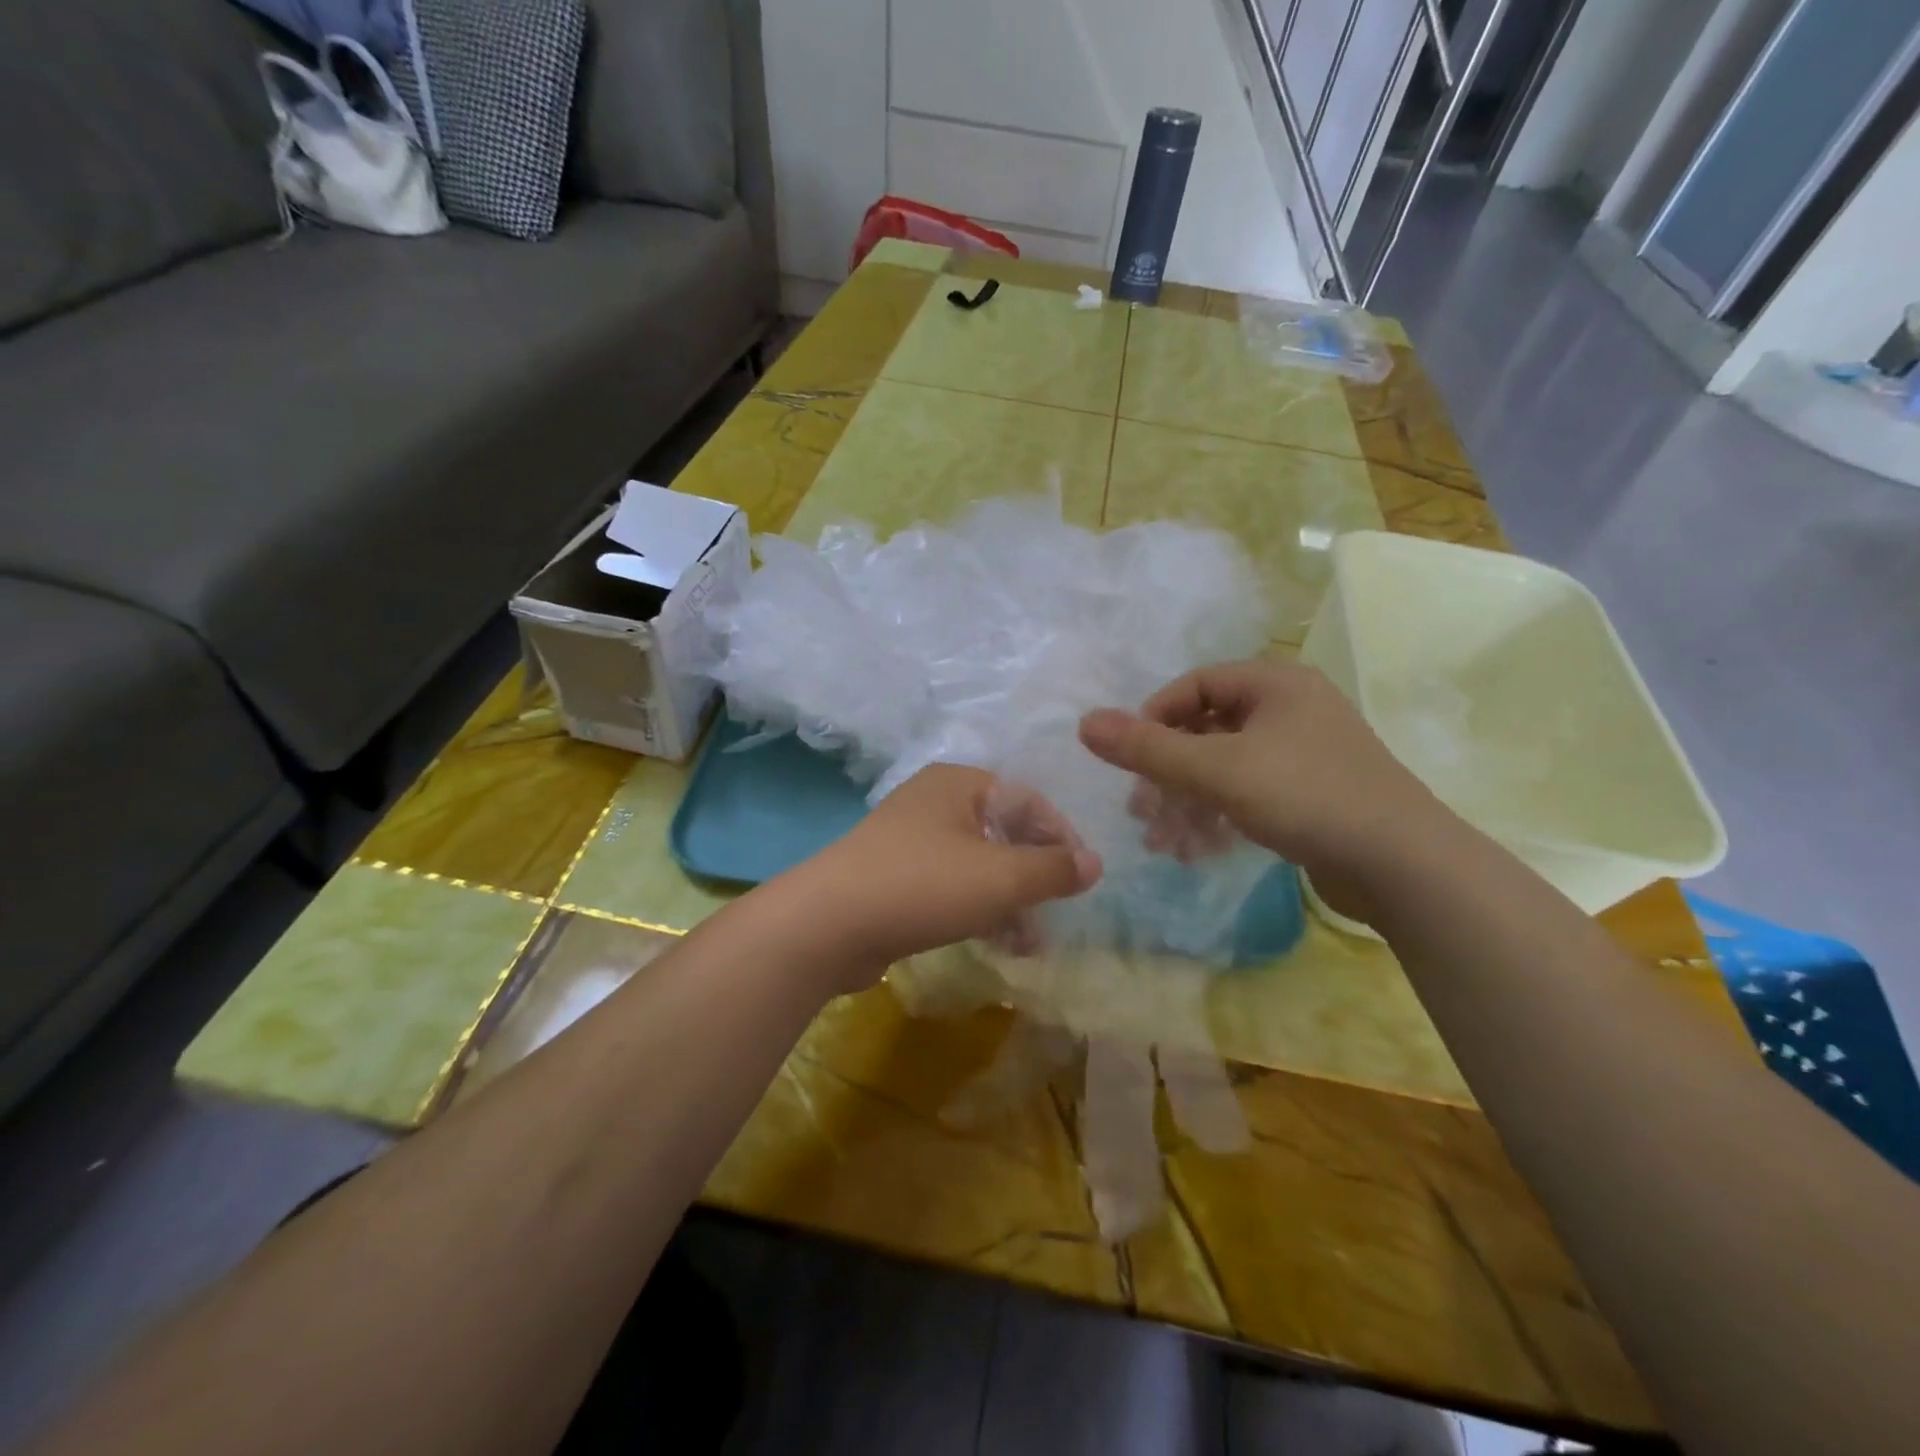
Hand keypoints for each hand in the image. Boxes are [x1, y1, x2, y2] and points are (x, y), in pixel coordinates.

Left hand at [783, 764, 1101, 990]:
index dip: (1062, 838)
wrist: (827, 925)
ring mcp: (910, 841)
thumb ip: (1053, 869)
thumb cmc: (923, 885)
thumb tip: (1094, 864)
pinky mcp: (895, 878)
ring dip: (1009, 900)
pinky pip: (951, 886)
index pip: (1028, 800)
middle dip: (1034, 876)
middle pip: (1003, 832)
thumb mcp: (1000, 876)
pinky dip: (978, 909)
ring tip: (1032, 942)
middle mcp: (934, 803)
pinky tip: (998, 943)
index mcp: (959, 784)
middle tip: (1057, 913)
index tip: (1082, 879)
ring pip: (978, 864)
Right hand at [1078, 658, 1443, 920]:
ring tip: (1162, 842)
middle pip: (1206, 729)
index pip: (1194, 685)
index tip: (1131, 760)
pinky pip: (1249, 793)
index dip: (1154, 718)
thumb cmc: (1306, 797)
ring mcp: (1305, 753)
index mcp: (1275, 683)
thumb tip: (1084, 723)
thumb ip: (1147, 748)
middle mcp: (1291, 708)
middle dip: (1167, 772)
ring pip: (1225, 767)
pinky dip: (1219, 816)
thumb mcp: (1216, 770)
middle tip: (1141, 810)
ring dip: (1187, 802)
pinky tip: (1197, 850)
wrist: (1404, 865)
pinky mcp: (1312, 794)